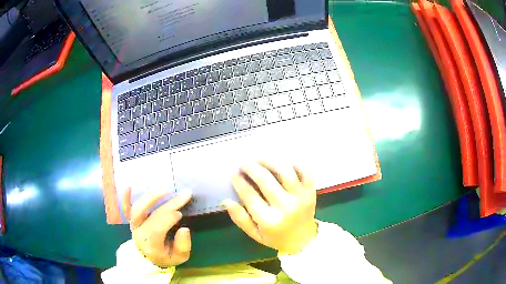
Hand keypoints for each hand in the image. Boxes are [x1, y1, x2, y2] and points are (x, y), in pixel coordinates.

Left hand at [123, 188, 191, 266]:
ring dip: (152, 197)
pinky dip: (126, 197)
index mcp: (151, 243)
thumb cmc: (163, 257)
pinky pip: (126, 208)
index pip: (159, 227)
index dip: (170, 218)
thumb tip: (185, 229)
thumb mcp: (178, 258)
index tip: (181, 213)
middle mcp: (139, 232)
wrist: (146, 259)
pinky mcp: (130, 219)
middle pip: (153, 215)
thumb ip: (183, 246)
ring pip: (138, 208)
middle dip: (169, 204)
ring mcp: (133, 225)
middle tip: (184, 194)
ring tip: (165, 189)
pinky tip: (129, 186)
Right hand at [223, 161, 317, 253]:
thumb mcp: (255, 234)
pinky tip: (282, 162)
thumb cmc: (276, 237)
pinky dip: (294, 163)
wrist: (303, 240)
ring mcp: (301, 197)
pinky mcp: (311, 191)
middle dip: (251, 168)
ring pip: (285, 171)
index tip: (234, 175)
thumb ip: (240, 218)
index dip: (239, 183)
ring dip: (270, 161)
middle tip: (244, 164)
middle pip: (266, 180)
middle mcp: (286, 207)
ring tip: (260, 159)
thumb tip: (226, 201)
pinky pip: (305, 172)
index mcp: (269, 220)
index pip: (250, 196)